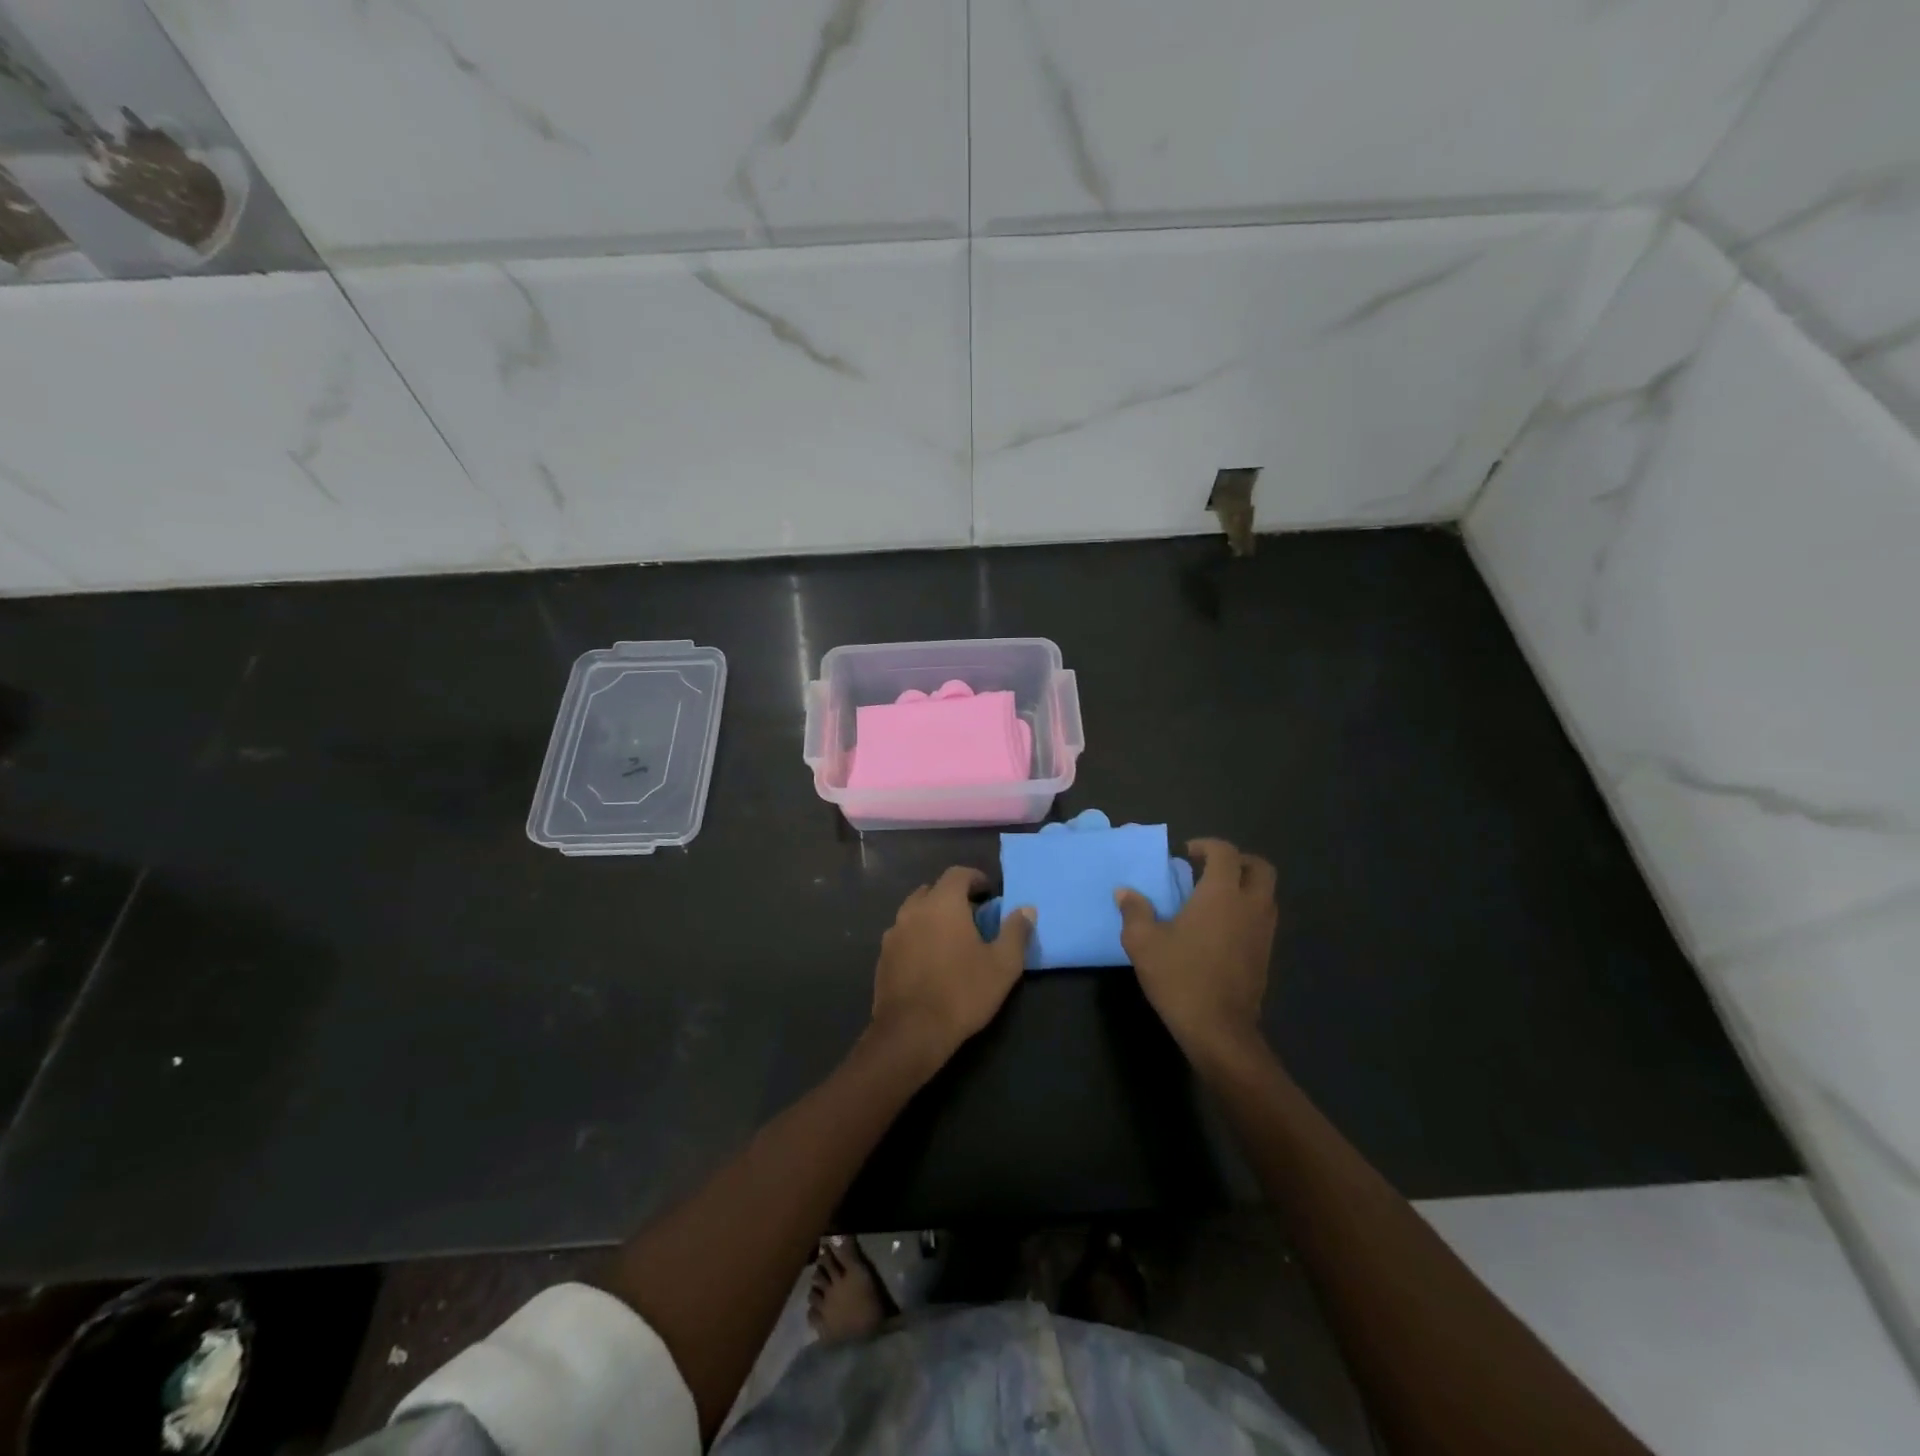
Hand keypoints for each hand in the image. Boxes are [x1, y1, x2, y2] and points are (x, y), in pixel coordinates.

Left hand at [869, 868, 1033, 1072]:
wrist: (911, 1032)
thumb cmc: (962, 992)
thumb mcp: (1003, 964)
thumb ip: (1015, 932)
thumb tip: (1027, 909)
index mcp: (942, 903)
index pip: (958, 874)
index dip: (975, 878)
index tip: (989, 893)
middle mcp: (913, 910)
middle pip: (933, 890)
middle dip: (952, 897)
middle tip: (972, 917)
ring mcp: (893, 933)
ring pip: (914, 912)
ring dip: (932, 917)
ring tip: (951, 939)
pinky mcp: (882, 957)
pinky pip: (903, 935)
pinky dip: (917, 937)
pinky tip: (929, 961)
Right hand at [1116, 839, 1276, 1065]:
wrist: (1219, 1029)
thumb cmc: (1180, 977)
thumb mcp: (1143, 942)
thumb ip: (1134, 911)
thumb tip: (1125, 892)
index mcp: (1222, 894)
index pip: (1225, 852)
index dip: (1206, 846)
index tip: (1186, 854)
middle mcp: (1250, 905)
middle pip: (1259, 868)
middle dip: (1237, 861)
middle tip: (1209, 868)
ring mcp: (1264, 931)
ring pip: (1266, 893)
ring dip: (1245, 886)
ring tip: (1213, 897)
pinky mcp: (1266, 954)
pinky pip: (1263, 917)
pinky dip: (1247, 910)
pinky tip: (1220, 927)